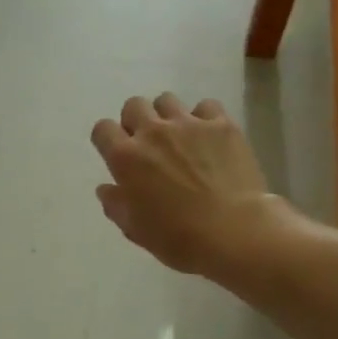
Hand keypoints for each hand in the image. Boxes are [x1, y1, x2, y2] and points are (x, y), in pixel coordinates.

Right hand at [90, 93, 280, 276]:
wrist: (235, 232)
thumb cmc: (179, 238)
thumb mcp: (136, 230)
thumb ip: (116, 205)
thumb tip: (107, 189)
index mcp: (126, 158)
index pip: (102, 129)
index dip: (107, 139)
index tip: (117, 153)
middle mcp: (152, 132)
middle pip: (134, 106)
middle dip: (136, 121)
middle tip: (149, 144)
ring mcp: (188, 124)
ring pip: (167, 100)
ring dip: (167, 116)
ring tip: (180, 136)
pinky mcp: (221, 124)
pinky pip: (206, 106)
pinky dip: (204, 118)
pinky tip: (210, 137)